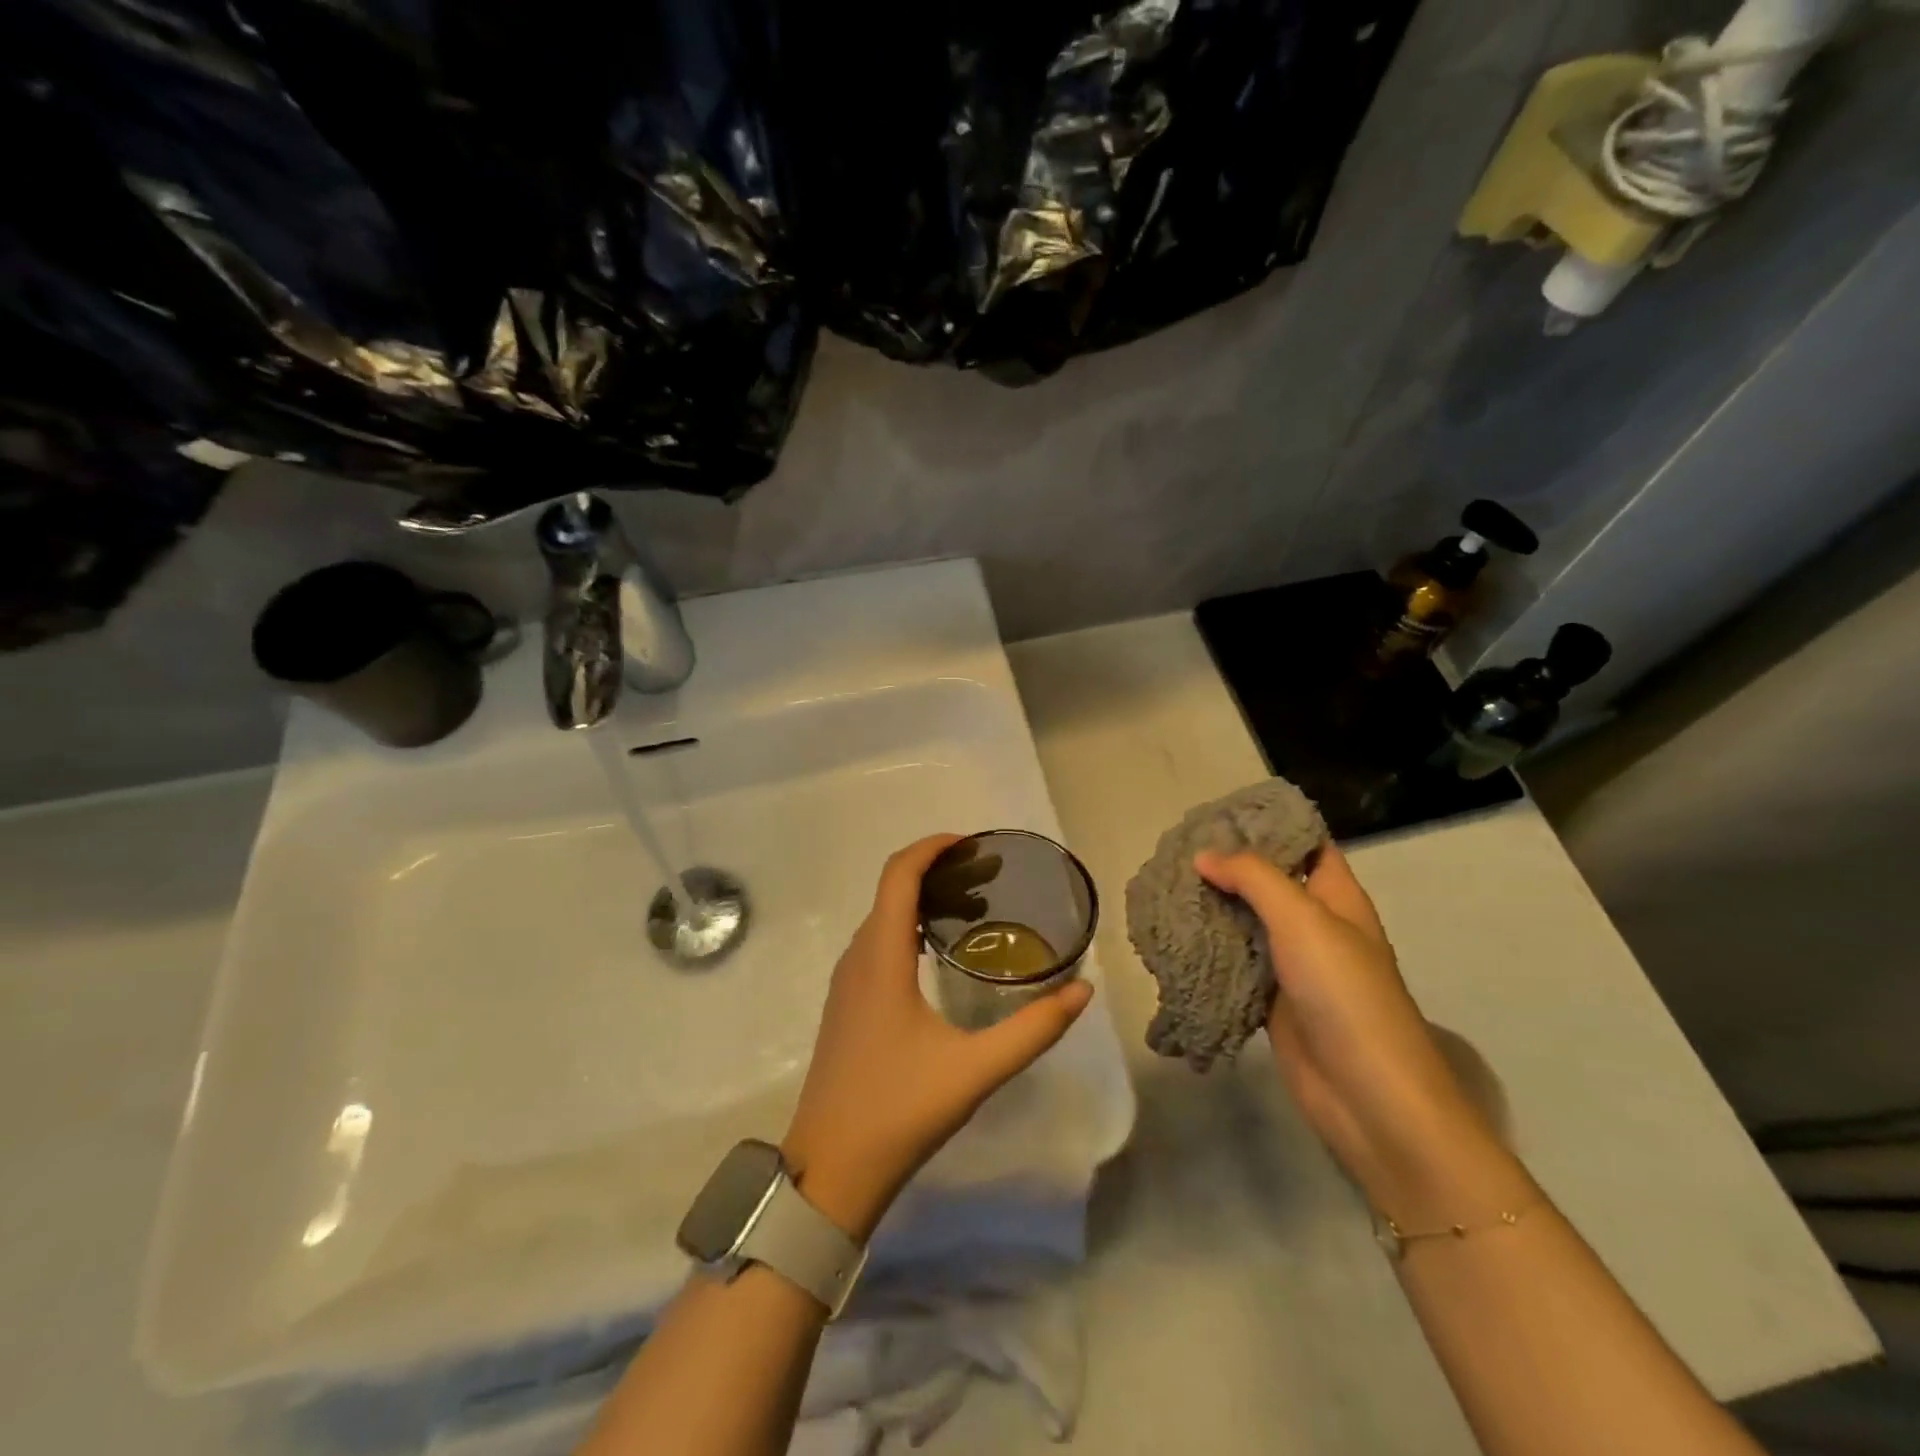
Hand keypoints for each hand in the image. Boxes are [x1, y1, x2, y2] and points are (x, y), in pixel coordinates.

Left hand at [782, 834, 1094, 1241]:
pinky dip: (908, 929)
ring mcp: (846, 984)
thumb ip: (1033, 1030)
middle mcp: (857, 959)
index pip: (898, 875)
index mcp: (881, 958)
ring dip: (922, 902)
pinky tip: (941, 958)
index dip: (932, 848)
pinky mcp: (846, 1006)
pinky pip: (877, 945)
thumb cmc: (899, 1111)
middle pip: (892, 891)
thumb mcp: (975, 1070)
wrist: (830, 1170)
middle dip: (938, 872)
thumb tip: (1083, 990)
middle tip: (989, 878)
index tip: (973, 845)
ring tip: (974, 912)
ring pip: (882, 919)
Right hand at [1194, 846, 1507, 1220]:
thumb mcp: (1303, 920)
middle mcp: (1316, 926)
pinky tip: (1174, 933)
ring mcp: (1293, 965)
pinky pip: (1234, 962)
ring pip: (1247, 922)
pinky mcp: (1270, 1000)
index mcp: (1337, 898)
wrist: (1367, 1096)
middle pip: (1270, 882)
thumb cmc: (1345, 994)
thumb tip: (1204, 855)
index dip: (1271, 825)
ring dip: (1213, 905)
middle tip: (1177, 847)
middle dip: (1229, 865)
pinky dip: (1208, 947)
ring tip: (1167, 883)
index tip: (1221, 814)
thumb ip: (1254, 878)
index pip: (1307, 844)